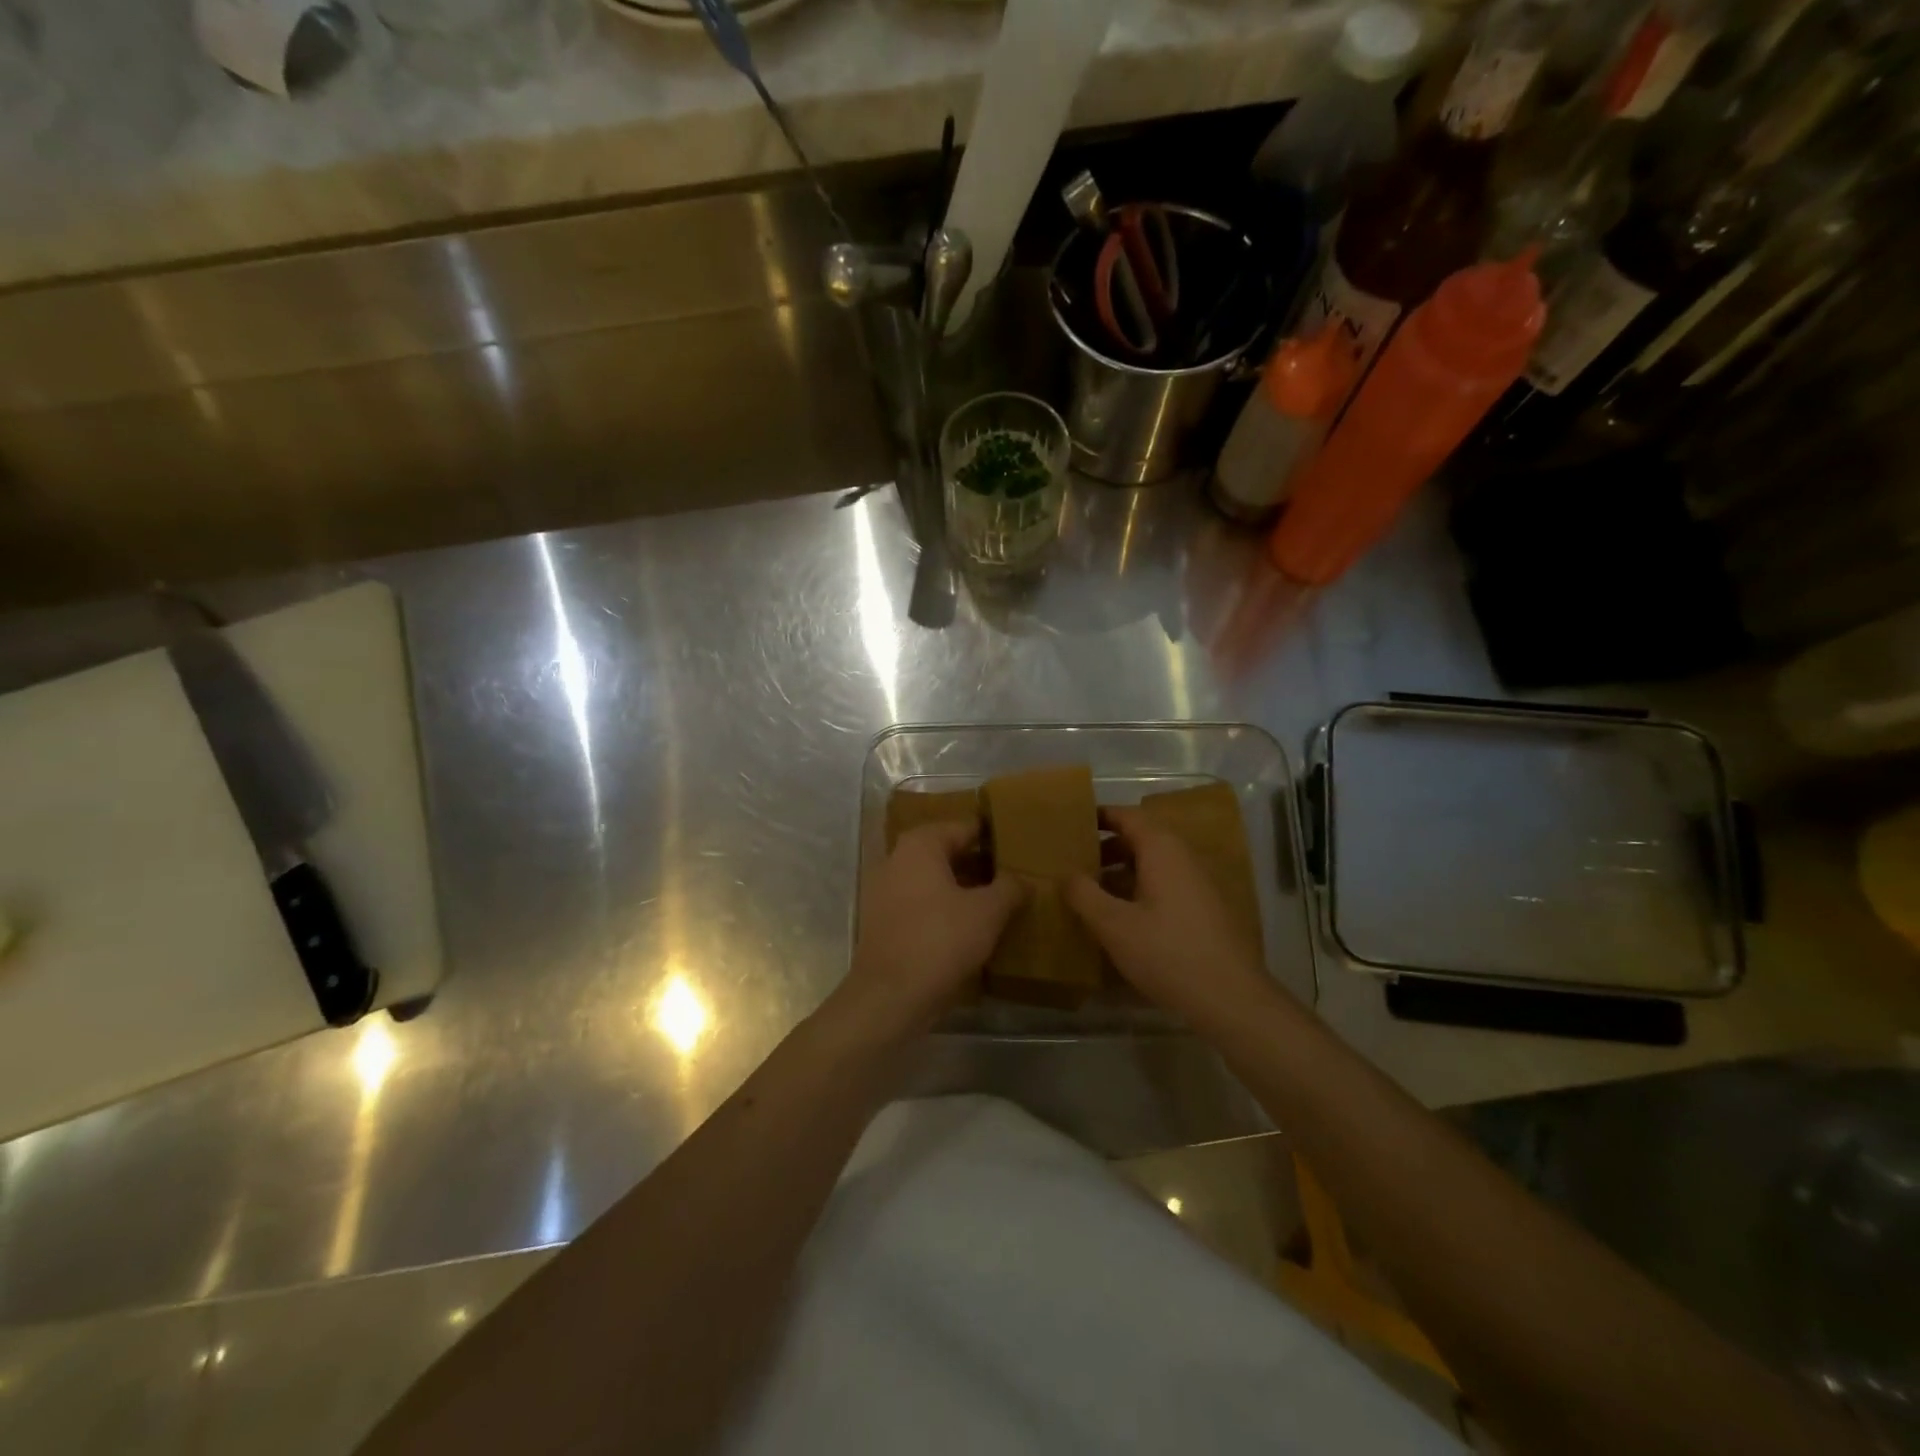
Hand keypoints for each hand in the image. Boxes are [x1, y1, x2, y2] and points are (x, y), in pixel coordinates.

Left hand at [827, 820, 1024, 1042]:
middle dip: (981, 865)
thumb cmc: (940, 941)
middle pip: (949, 853)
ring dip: (965, 890)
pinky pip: (924, 905)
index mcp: (920, 845)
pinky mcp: (885, 922)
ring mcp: (886, 892)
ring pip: (936, 881)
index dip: (995, 837)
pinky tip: (974, 928)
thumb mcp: (987, 912)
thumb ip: (1010, 887)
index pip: (965, 827)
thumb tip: (1023, 879)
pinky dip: (947, 910)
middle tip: (1017, 876)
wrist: (889, 998)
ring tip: (1002, 903)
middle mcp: (897, 859)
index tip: (1022, 847)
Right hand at [1065, 806, 1281, 1028]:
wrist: (1231, 998)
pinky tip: (1123, 918)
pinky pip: (1166, 885)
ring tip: (1092, 891)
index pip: (1128, 816)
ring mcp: (1199, 884)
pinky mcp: (1206, 909)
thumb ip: (1084, 895)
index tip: (1073, 823)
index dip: (1100, 816)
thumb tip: (1066, 874)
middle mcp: (1183, 858)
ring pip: (1154, 864)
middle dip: (1108, 847)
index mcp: (1162, 850)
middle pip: (1141, 838)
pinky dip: (1141, 889)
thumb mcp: (1114, 925)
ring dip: (1123, 871)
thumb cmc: (1167, 953)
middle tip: (1076, 861)